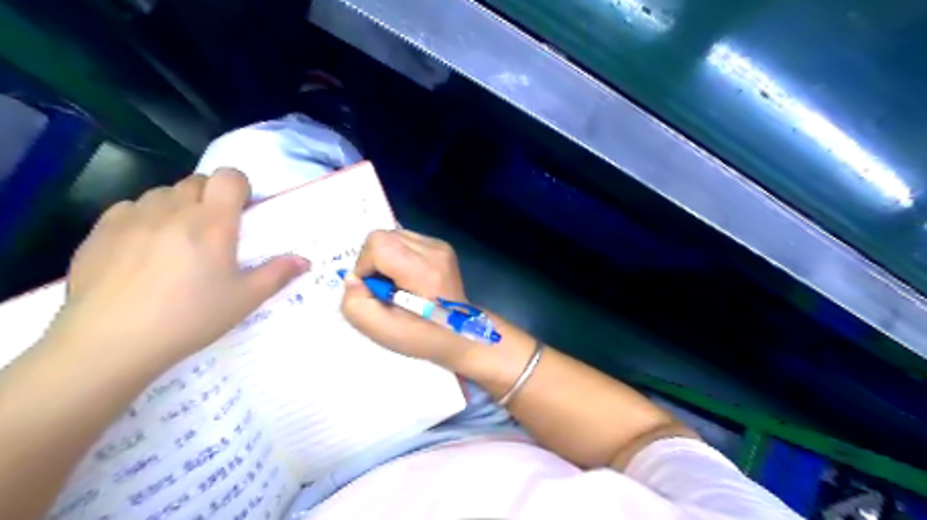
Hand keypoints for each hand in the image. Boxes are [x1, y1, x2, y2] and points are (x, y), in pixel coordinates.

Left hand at [50, 169, 309, 367]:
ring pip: (163, 193)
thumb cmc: (190, 318)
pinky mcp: (101, 230)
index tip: (241, 210)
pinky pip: (130, 207)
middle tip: (214, 230)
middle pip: (196, 181)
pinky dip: (144, 217)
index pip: (229, 177)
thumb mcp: (244, 299)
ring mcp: (133, 217)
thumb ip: (277, 274)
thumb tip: (304, 260)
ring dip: (178, 206)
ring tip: (178, 239)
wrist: (111, 342)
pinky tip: (143, 248)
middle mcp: (173, 210)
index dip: (239, 186)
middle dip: (211, 197)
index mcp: (212, 223)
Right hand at [339, 229, 472, 367]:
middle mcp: (435, 251)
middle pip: (383, 236)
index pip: (378, 244)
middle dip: (373, 262)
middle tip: (383, 288)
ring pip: (393, 236)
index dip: (365, 266)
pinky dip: (398, 256)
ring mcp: (440, 246)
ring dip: (385, 258)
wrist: (458, 333)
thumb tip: (353, 278)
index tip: (373, 290)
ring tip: (397, 284)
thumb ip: (356, 305)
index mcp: (424, 271)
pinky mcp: (441, 246)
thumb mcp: (381, 331)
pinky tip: (408, 277)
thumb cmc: (421, 336)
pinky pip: (405, 240)